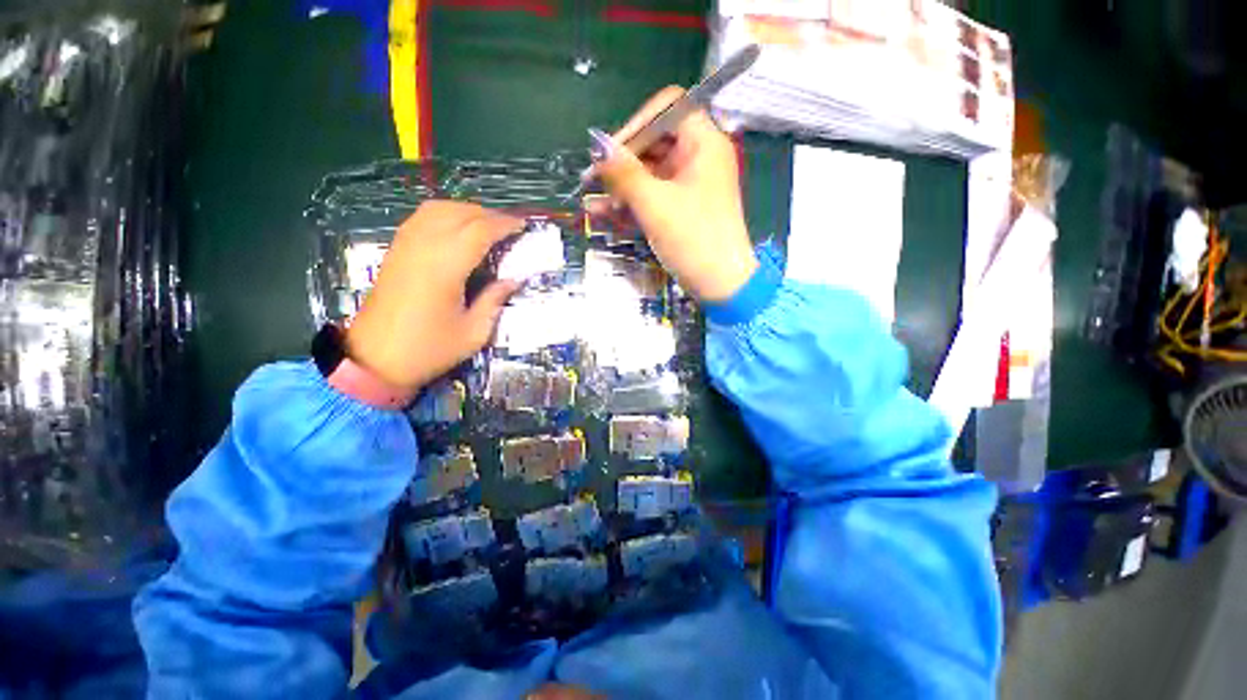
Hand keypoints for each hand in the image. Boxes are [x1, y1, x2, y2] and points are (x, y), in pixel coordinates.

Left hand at [346, 201, 521, 395]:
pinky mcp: (395, 250)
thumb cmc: (429, 349)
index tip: (523, 225)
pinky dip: (446, 215)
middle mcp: (423, 247)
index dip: (504, 224)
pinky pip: (422, 218)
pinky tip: (457, 229)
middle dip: (489, 215)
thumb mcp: (474, 332)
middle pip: (459, 213)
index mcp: (445, 267)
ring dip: (466, 211)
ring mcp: (405, 245)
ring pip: (438, 209)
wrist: (374, 359)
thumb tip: (513, 280)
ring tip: (487, 225)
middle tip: (509, 227)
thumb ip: (494, 300)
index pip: (480, 231)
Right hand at [591, 86, 757, 301]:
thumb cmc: (693, 239)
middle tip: (594, 180)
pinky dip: (632, 203)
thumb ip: (624, 173)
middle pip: (656, 142)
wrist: (721, 285)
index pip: (668, 108)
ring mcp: (692, 185)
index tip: (610, 153)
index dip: (636, 125)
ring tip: (592, 202)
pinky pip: (655, 196)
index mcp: (704, 143)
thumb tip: (598, 145)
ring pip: (651, 173)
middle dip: (623, 161)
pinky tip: (604, 214)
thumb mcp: (654, 205)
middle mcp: (700, 157)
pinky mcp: (684, 209)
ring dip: (622, 186)